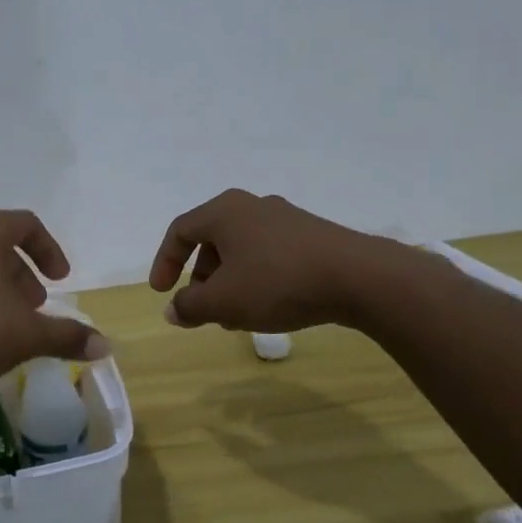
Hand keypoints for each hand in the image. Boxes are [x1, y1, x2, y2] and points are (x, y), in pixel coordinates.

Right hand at [149, 189, 432, 331]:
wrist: (359, 278)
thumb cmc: (277, 282)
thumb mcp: (223, 301)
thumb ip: (190, 306)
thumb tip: (172, 310)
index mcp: (224, 212)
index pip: (180, 231)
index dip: (165, 262)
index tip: (162, 292)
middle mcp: (252, 207)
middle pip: (212, 239)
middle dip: (201, 277)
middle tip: (201, 307)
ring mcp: (286, 219)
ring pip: (242, 250)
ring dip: (229, 282)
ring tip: (234, 316)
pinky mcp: (312, 236)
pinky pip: (269, 255)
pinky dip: (256, 279)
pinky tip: (267, 307)